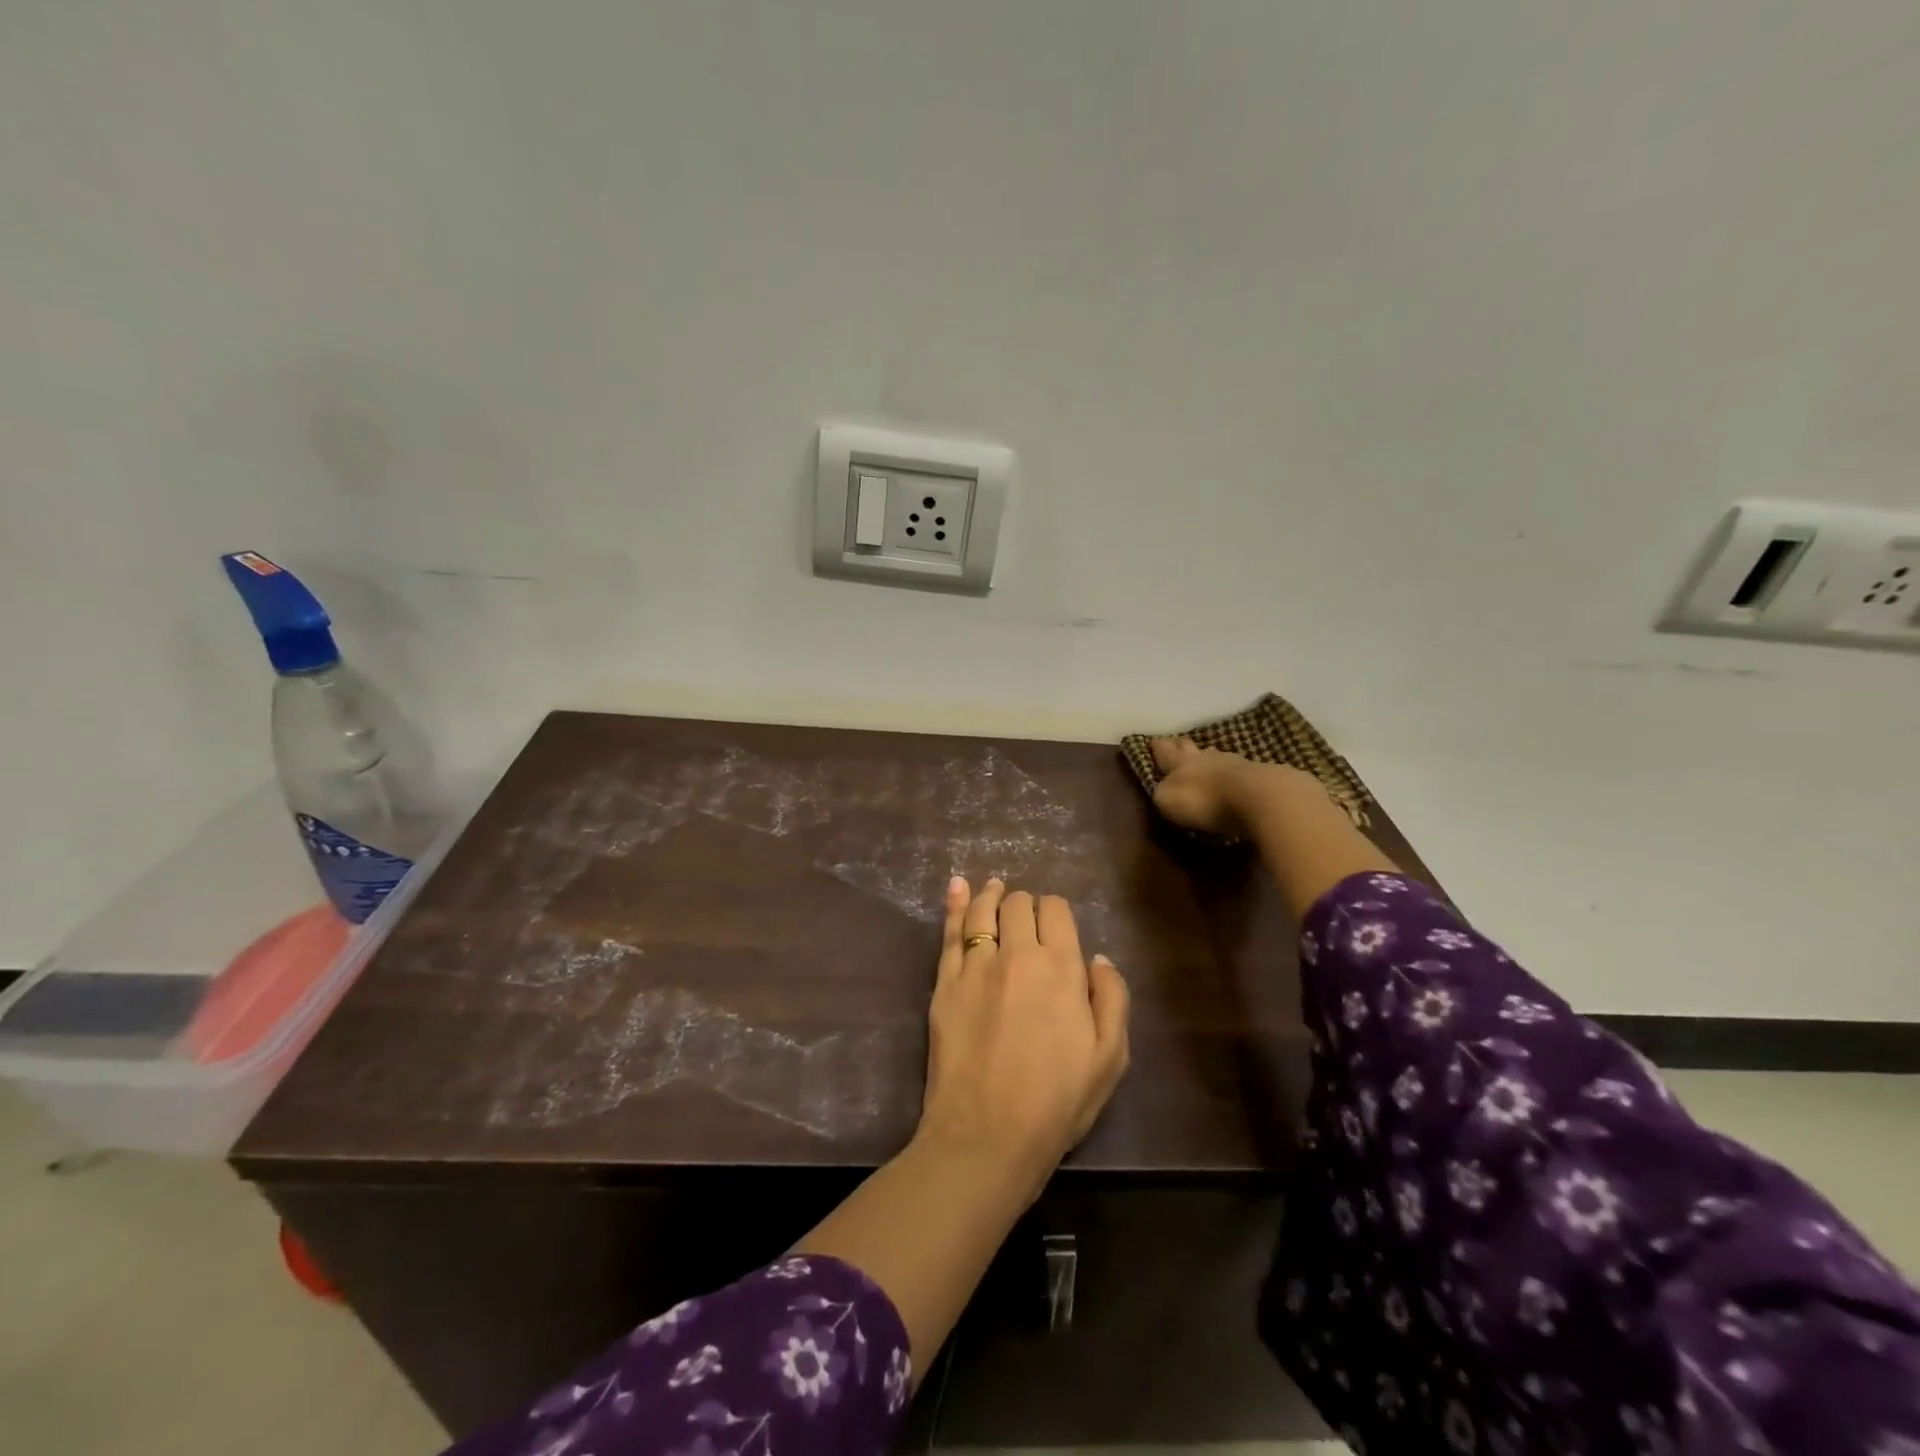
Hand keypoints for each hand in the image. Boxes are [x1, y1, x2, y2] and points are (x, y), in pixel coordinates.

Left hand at [918, 878, 1129, 1193]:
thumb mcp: (1110, 1057)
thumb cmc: (1057, 1101)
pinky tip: (956, 886)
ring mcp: (976, 965)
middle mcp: (1018, 954)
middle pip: (1019, 905)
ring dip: (991, 894)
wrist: (988, 1133)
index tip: (1055, 924)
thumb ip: (1112, 998)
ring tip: (995, 888)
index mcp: (1061, 967)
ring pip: (982, 910)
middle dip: (1026, 905)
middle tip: (1027, 919)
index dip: (1056, 911)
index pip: (1056, 911)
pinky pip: (949, 931)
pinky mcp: (944, 982)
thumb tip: (1097, 958)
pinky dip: (954, 903)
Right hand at [1149, 735, 1305, 834]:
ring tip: (1207, 757)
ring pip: (1218, 756)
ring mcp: (1236, 764)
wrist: (1259, 797)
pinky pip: (1240, 771)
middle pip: (1192, 749)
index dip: (1158, 748)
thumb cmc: (1206, 800)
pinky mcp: (1261, 776)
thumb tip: (1162, 788)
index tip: (1153, 740)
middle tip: (1178, 742)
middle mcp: (1207, 757)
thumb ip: (1163, 792)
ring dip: (1210, 757)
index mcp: (1181, 762)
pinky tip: (1234, 778)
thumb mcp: (1169, 801)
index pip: (1165, 752)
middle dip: (1182, 746)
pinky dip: (1233, 773)